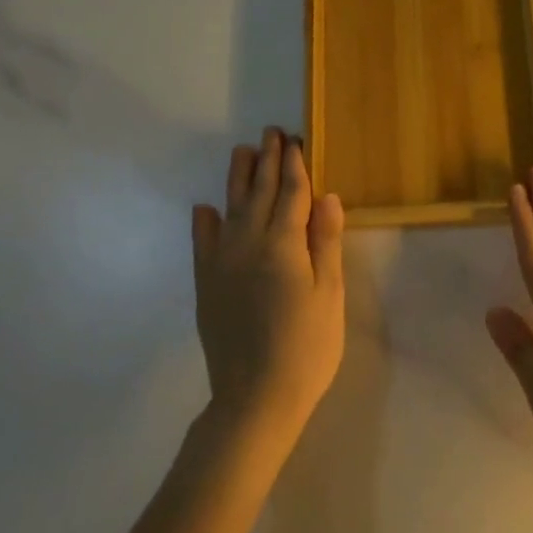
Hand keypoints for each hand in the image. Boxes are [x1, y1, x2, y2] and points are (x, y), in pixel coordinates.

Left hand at [192, 128, 344, 458]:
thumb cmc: (307, 347)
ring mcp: (222, 263)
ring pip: (230, 209)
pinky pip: (203, 243)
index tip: (294, 140)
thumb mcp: (329, 295)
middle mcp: (248, 244)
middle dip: (267, 161)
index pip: (291, 194)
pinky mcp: (207, 285)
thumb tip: (327, 196)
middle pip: (259, 193)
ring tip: (242, 152)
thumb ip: (325, 243)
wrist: (255, 399)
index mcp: (283, 245)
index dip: (294, 165)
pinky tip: (205, 208)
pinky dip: (204, 222)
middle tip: (270, 133)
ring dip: (237, 178)